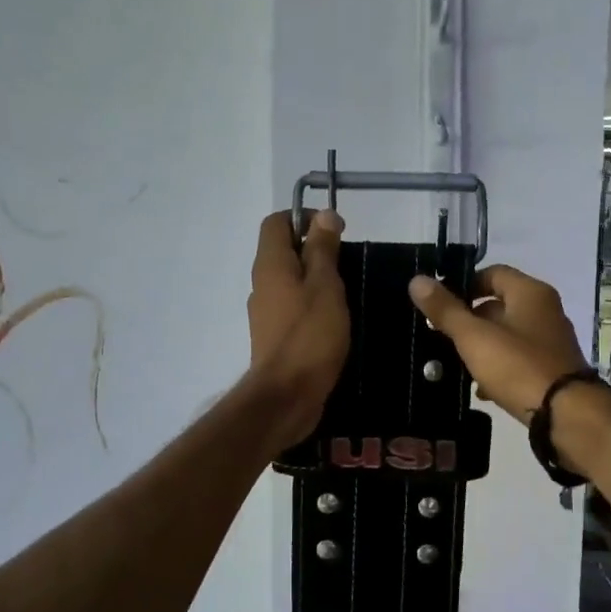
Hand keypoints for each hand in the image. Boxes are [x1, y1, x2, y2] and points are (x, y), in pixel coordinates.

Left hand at [247, 210, 349, 449]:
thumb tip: (324, 216)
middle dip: (315, 250)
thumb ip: (323, 250)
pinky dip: (312, 304)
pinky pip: (292, 307)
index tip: (337, 231)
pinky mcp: (275, 336)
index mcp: (271, 264)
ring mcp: (266, 312)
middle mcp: (262, 283)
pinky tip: (335, 320)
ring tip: (347, 292)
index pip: (277, 222)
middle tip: (347, 263)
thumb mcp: (325, 286)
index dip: (305, 218)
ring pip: (290, 281)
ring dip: (315, 279)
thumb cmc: (310, 336)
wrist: (287, 395)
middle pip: (283, 251)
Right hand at [407, 265, 591, 424]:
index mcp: (530, 293)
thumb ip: (445, 310)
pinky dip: (499, 369)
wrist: (566, 415)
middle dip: (469, 320)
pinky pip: (518, 360)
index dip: (463, 284)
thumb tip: (417, 280)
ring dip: (482, 347)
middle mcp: (545, 311)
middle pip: (499, 304)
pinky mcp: (552, 369)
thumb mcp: (474, 337)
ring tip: (455, 364)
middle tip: (440, 336)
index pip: (492, 273)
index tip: (438, 304)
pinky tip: (481, 389)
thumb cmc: (518, 367)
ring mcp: (551, 341)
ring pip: (507, 335)